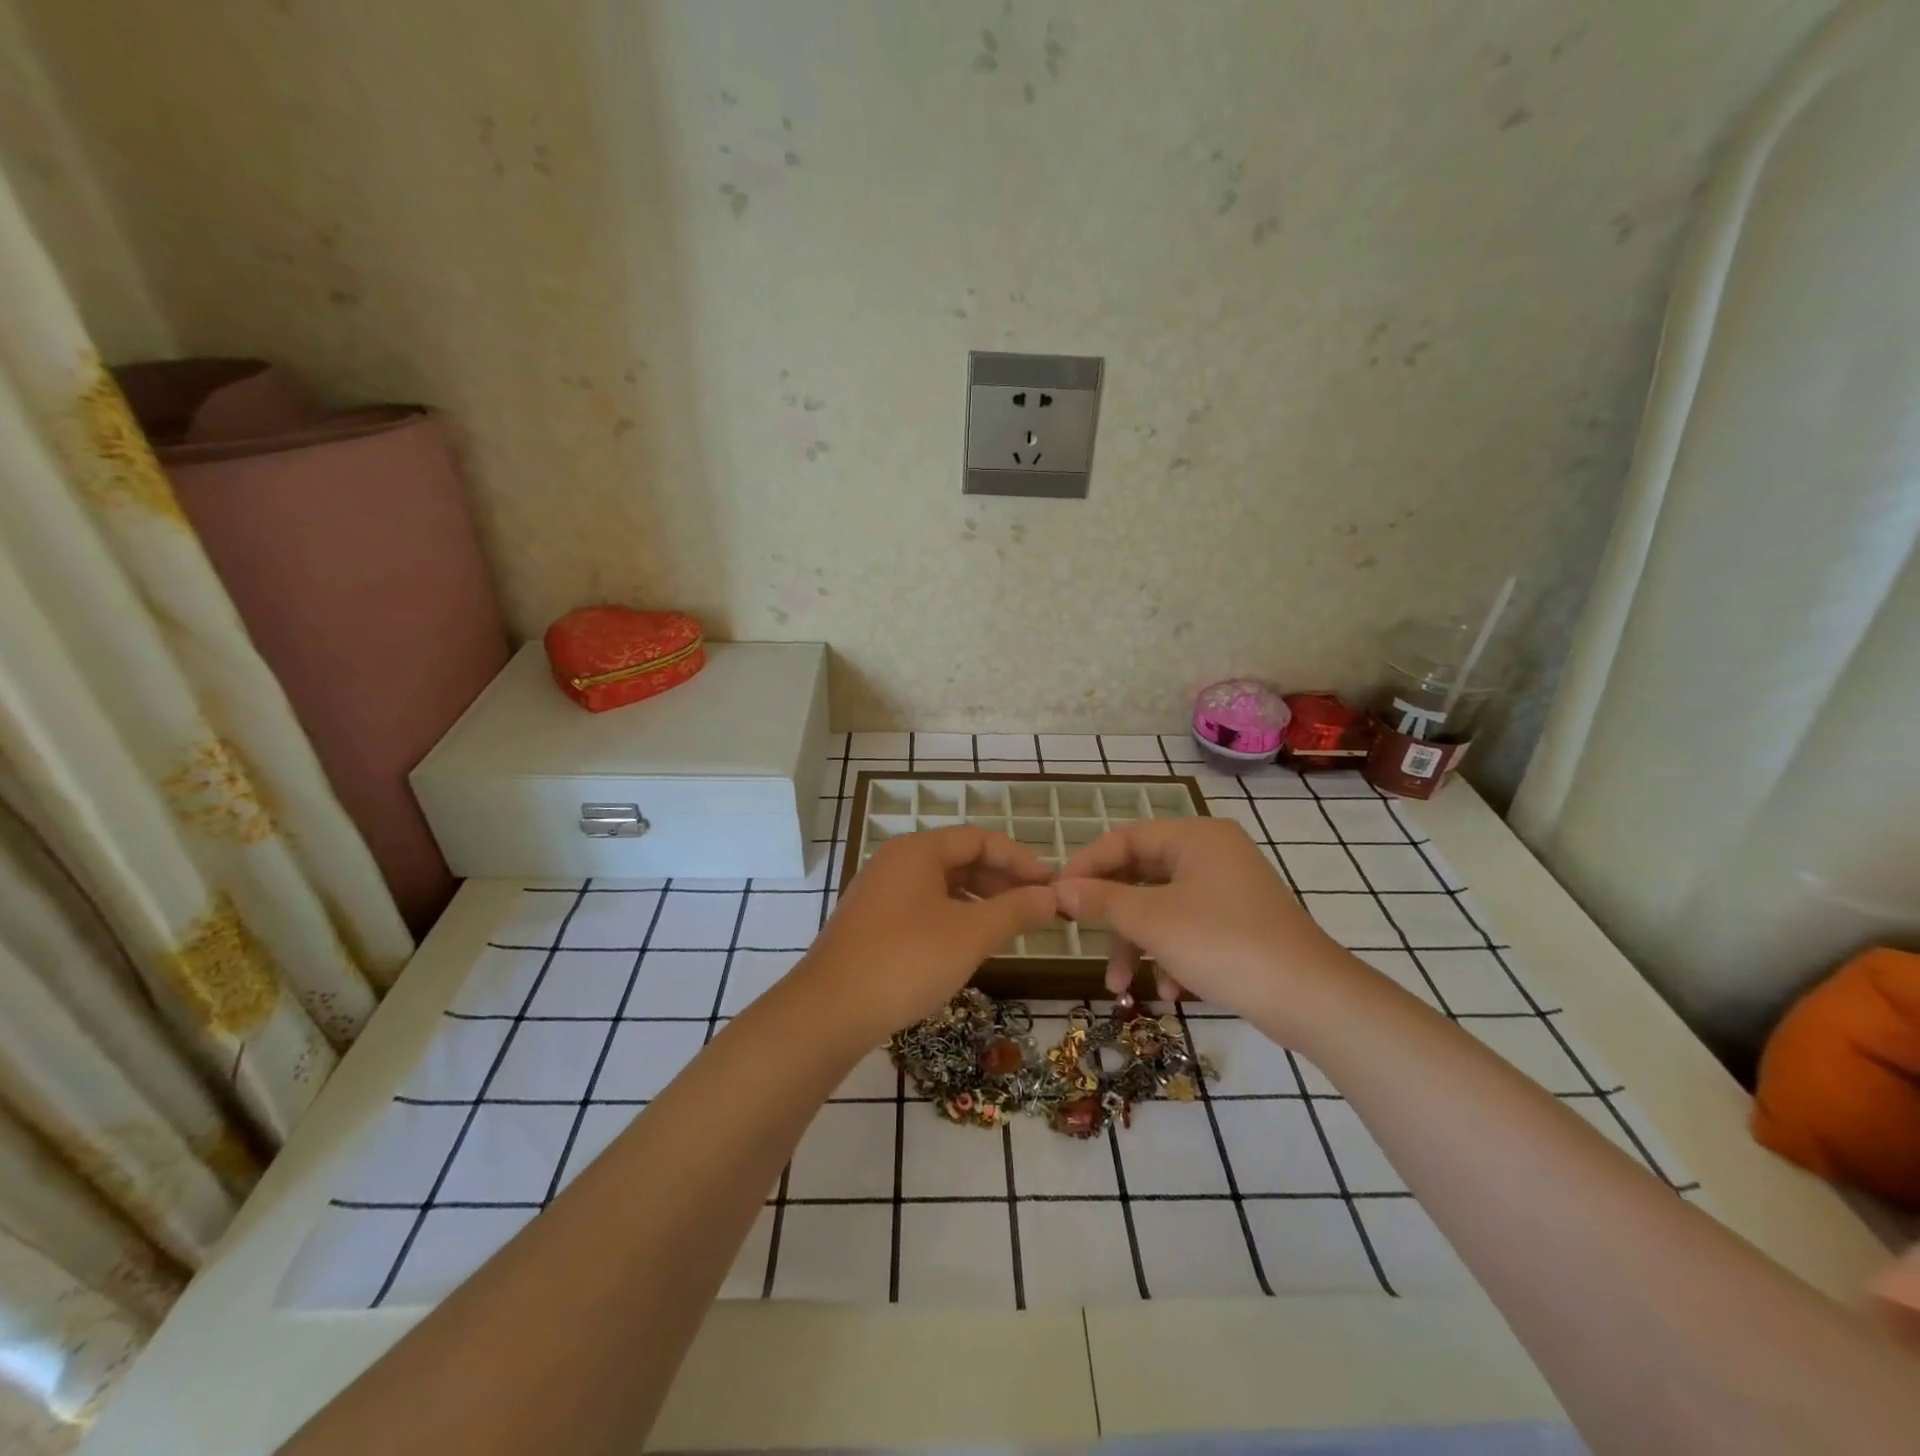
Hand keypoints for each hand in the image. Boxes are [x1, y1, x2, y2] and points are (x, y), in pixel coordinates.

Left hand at [801, 826, 1059, 1037]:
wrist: (829, 1011)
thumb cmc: (907, 961)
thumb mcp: (971, 934)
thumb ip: (1016, 910)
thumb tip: (1053, 896)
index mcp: (917, 851)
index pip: (979, 839)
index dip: (1019, 859)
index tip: (1051, 883)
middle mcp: (895, 862)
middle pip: (959, 859)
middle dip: (1001, 881)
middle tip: (1036, 907)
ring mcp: (879, 893)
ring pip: (941, 886)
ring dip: (979, 901)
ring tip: (1010, 927)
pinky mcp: (871, 923)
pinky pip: (923, 907)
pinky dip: (954, 918)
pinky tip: (969, 945)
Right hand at [1054, 817, 1357, 1038]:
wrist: (1311, 998)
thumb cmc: (1224, 944)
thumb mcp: (1153, 921)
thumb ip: (1102, 901)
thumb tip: (1059, 890)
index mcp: (1194, 836)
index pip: (1123, 839)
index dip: (1086, 866)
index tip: (1057, 896)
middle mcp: (1211, 853)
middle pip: (1141, 875)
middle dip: (1113, 918)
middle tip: (1082, 941)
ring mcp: (1228, 888)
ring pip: (1162, 907)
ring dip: (1138, 945)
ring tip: (1122, 987)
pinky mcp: (1239, 921)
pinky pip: (1189, 927)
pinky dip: (1172, 955)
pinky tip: (1171, 992)